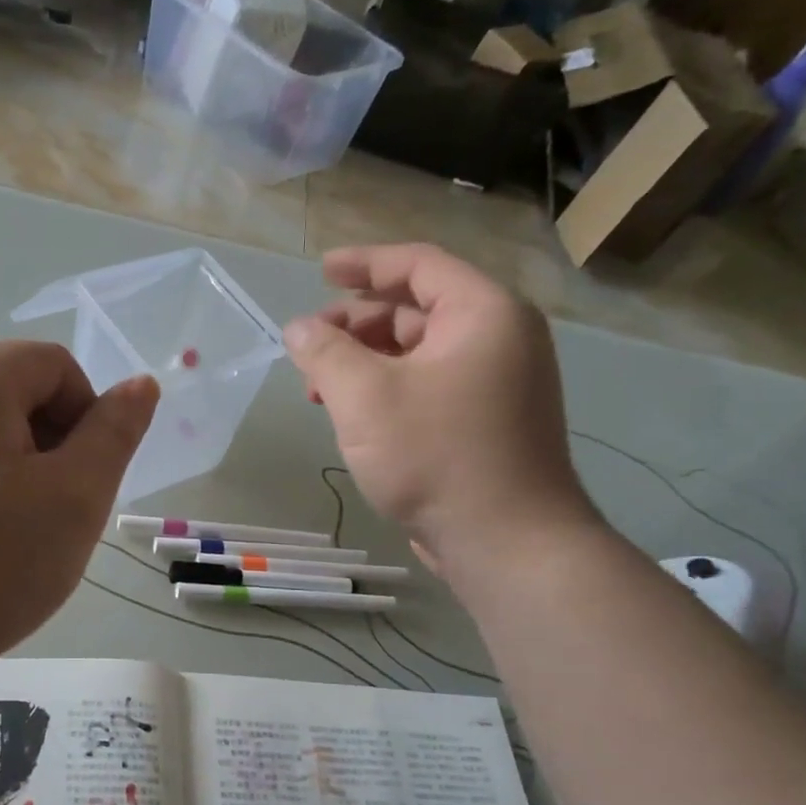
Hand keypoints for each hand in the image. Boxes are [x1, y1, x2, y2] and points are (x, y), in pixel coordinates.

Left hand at [0, 340, 157, 703]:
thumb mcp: (74, 498)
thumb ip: (114, 433)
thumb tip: (140, 384)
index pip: (56, 367)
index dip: (86, 421)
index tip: (78, 486)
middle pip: (12, 394)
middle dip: (45, 446)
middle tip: (45, 517)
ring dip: (8, 471)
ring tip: (2, 538)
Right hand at [283, 244, 595, 575]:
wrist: (506, 541)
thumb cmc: (436, 455)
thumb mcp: (364, 396)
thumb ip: (324, 352)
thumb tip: (299, 328)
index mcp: (483, 313)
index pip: (418, 265)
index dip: (364, 263)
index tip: (321, 270)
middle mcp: (499, 339)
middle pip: (415, 310)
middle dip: (355, 324)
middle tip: (309, 346)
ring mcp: (497, 384)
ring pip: (418, 354)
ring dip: (364, 362)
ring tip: (319, 389)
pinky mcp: (487, 423)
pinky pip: (428, 386)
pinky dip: (387, 390)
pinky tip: (354, 417)